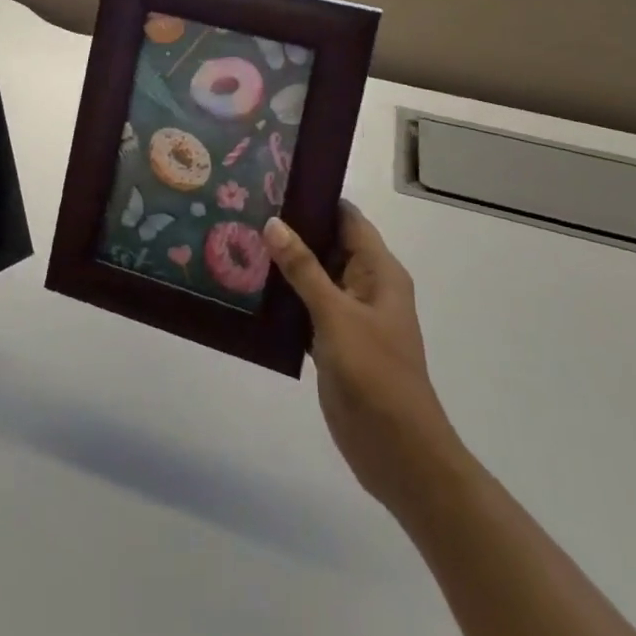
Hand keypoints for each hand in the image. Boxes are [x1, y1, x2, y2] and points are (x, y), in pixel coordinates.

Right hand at [265, 203, 457, 513]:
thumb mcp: (337, 315)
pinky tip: (247, 287)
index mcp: (379, 272)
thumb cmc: (376, 376)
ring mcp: (348, 315)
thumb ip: (304, 269)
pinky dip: (282, 297)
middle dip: (290, 229)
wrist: (399, 454)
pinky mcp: (332, 342)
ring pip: (312, 276)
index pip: (346, 218)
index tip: (273, 181)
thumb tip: (274, 222)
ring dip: (282, 263)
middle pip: (326, 243)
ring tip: (236, 239)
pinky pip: (304, 307)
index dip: (315, 197)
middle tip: (243, 208)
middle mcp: (365, 286)